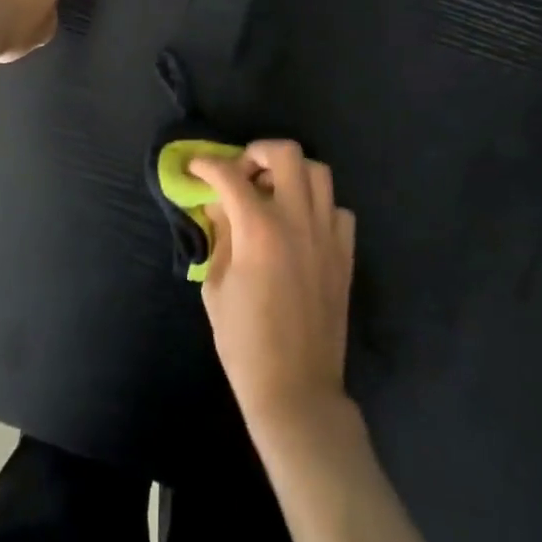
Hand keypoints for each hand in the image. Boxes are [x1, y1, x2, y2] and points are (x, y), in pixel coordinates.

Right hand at [190, 139, 356, 439]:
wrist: (296, 390)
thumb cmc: (245, 343)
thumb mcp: (216, 286)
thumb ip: (220, 236)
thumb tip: (220, 206)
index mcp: (259, 228)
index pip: (229, 175)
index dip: (207, 164)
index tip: (195, 166)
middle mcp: (297, 219)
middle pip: (285, 153)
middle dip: (257, 152)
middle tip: (243, 173)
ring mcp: (326, 234)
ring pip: (318, 172)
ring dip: (292, 173)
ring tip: (274, 192)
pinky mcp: (346, 253)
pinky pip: (338, 210)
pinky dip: (319, 207)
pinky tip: (302, 225)